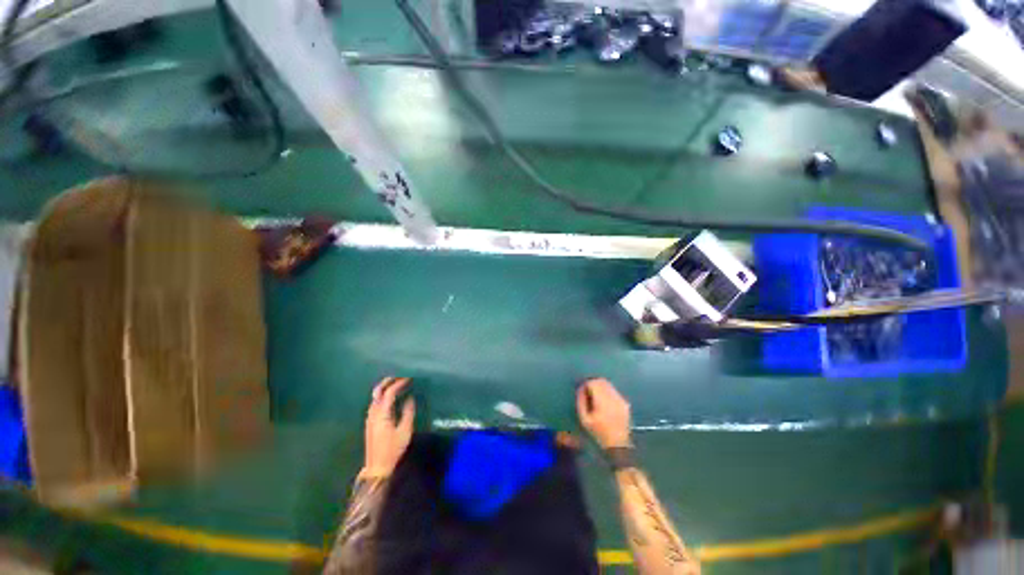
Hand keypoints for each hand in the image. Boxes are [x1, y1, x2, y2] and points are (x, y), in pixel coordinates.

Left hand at [361, 377, 415, 477]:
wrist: (377, 467)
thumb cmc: (393, 449)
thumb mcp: (405, 431)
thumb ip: (408, 413)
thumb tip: (409, 398)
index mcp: (382, 414)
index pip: (389, 393)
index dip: (399, 383)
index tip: (409, 378)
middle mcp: (373, 413)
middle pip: (378, 392)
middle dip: (387, 381)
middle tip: (399, 375)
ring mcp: (370, 418)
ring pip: (375, 397)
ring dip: (384, 387)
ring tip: (396, 383)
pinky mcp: (370, 422)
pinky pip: (375, 403)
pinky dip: (382, 395)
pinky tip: (389, 397)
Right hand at [576, 378, 631, 448]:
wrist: (618, 446)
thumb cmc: (598, 433)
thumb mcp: (584, 419)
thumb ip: (581, 401)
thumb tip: (581, 388)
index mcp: (603, 402)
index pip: (594, 383)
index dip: (586, 383)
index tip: (582, 388)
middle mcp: (613, 398)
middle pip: (602, 381)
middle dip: (593, 383)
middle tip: (587, 389)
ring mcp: (621, 400)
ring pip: (609, 385)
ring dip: (600, 386)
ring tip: (595, 395)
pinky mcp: (625, 403)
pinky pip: (614, 391)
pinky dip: (607, 392)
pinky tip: (604, 401)